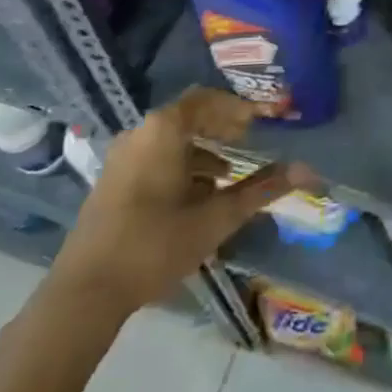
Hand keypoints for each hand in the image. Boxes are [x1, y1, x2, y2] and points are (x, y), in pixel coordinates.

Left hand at [45, 88, 308, 322]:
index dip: (240, 106)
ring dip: (202, 149)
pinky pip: (155, 155)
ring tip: (228, 175)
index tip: (266, 117)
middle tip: (250, 139)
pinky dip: (181, 164)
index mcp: (164, 129)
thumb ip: (260, 190)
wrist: (84, 292)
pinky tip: (196, 196)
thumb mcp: (215, 218)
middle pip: (190, 115)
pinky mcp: (113, 179)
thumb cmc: (155, 245)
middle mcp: (141, 132)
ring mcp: (122, 156)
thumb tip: (307, 171)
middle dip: (222, 126)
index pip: (209, 99)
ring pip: (171, 138)